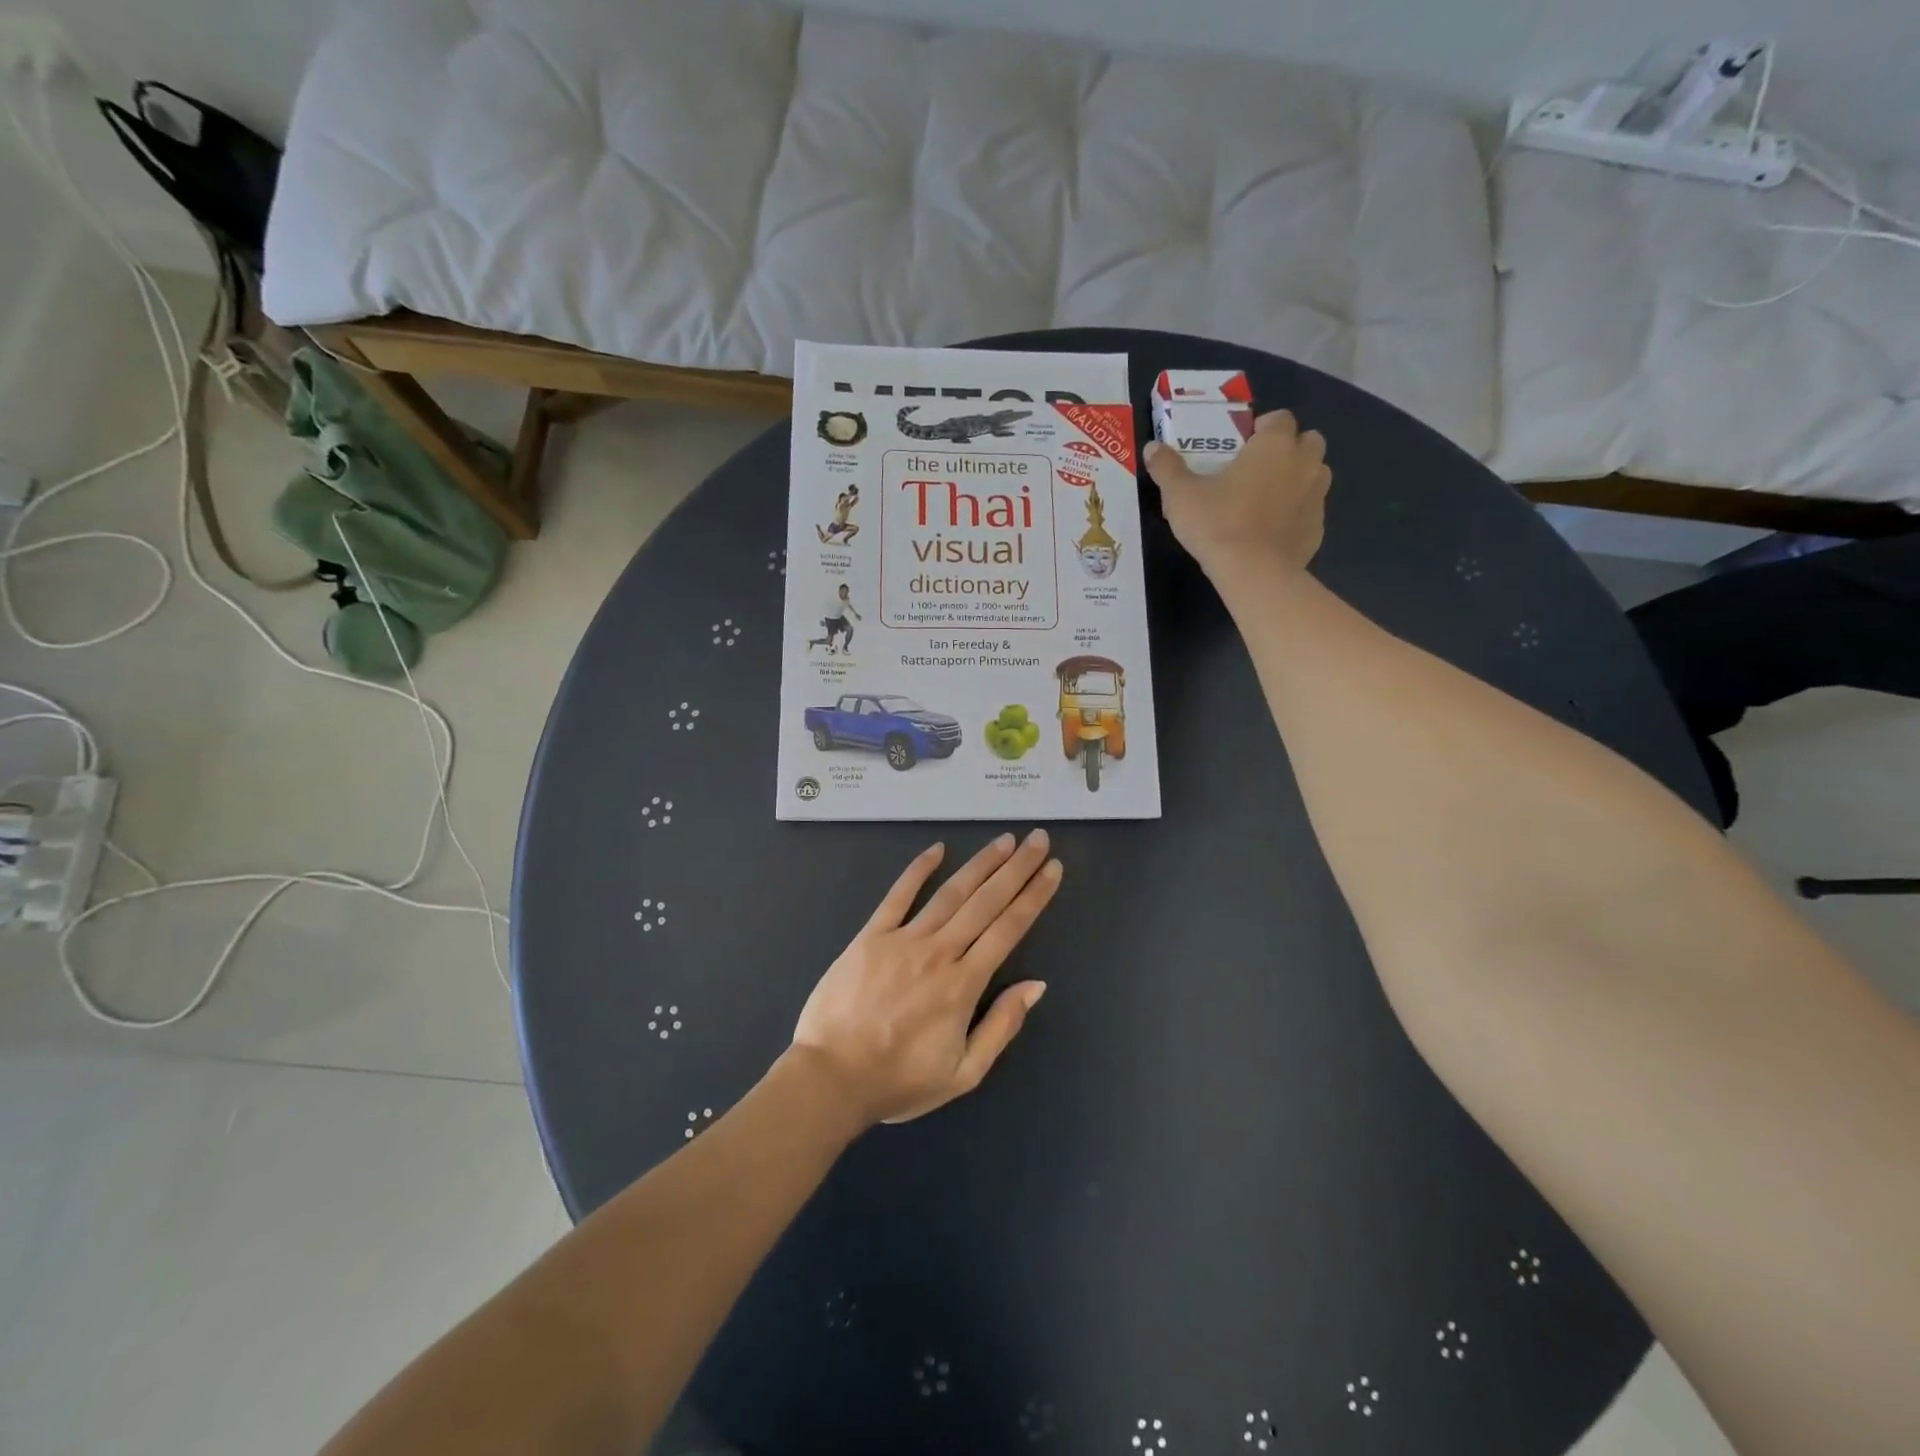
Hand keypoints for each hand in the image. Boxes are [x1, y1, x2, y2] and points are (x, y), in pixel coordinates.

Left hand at [791, 831, 1062, 1126]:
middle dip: (1016, 869)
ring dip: (980, 864)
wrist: (831, 1078)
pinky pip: (898, 896)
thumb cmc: (899, 1081)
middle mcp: (939, 952)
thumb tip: (1036, 985)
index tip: (1052, 870)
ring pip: (950, 893)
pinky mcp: (870, 936)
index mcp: (964, 984)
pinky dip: (918, 869)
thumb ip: (1001, 1027)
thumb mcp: (963, 1073)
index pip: (1008, 929)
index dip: (1034, 897)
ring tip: (1004, 840)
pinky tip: (937, 848)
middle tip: (1038, 839)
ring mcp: (903, 940)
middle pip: (986, 902)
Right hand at [1143, 409, 1330, 580]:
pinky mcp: (1318, 528)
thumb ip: (1167, 468)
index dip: (1263, 428)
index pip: (1280, 418)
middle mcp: (1304, 463)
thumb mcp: (1181, 496)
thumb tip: (1152, 448)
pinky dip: (1297, 514)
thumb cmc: (1218, 524)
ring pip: (1315, 474)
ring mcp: (1317, 496)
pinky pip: (1310, 510)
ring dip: (1297, 479)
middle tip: (1257, 470)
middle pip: (1307, 441)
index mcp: (1274, 445)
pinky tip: (1272, 531)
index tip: (1242, 446)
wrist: (1254, 573)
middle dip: (1288, 449)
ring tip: (1267, 499)